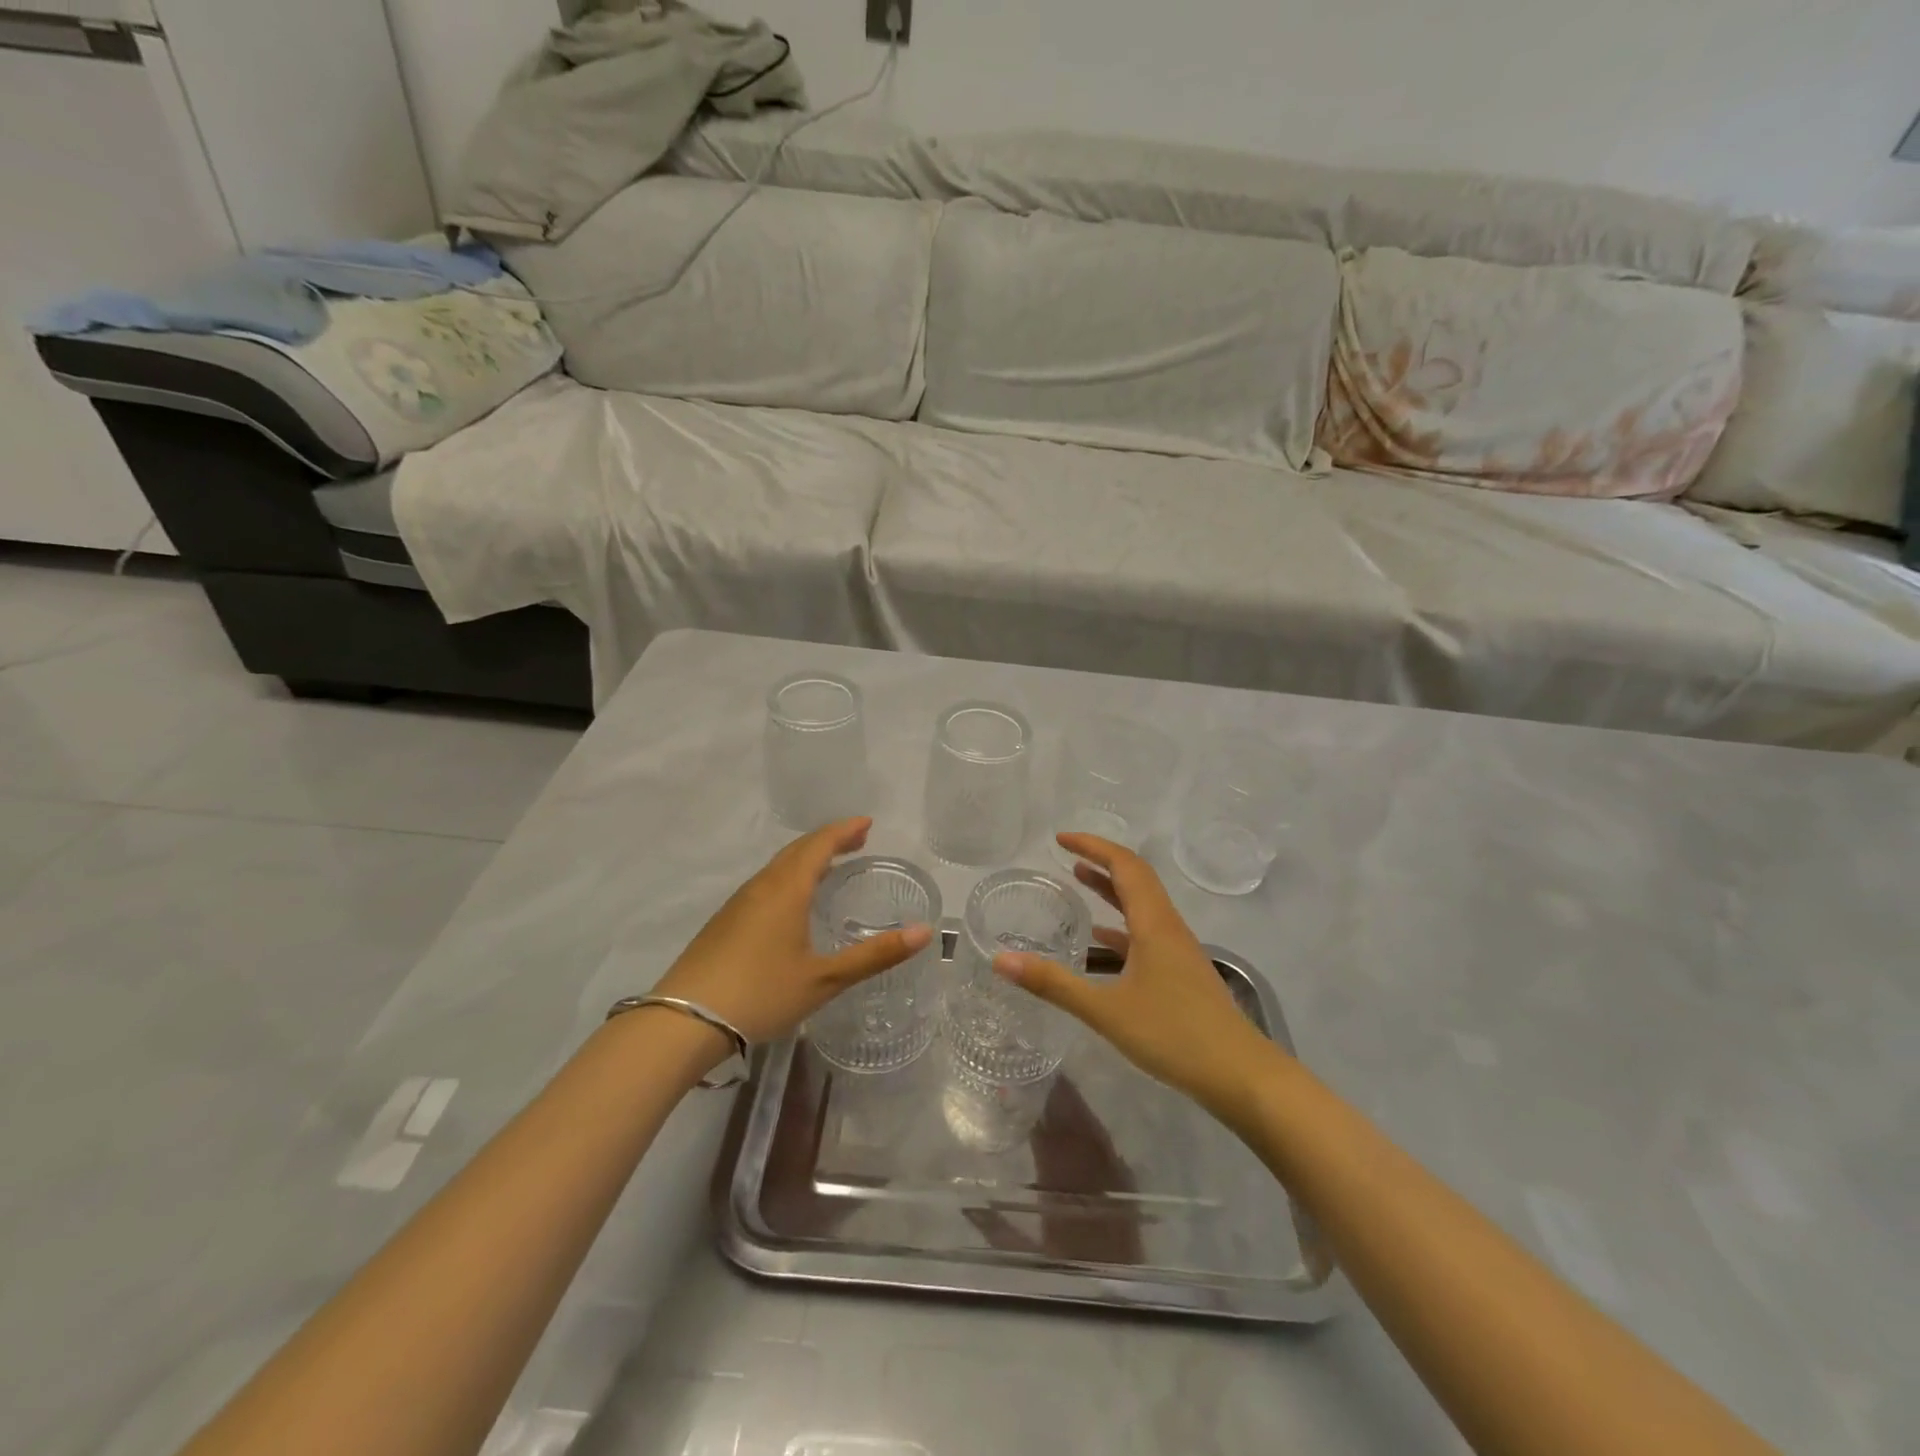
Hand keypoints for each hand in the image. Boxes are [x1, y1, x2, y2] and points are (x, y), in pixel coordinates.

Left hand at [651, 818, 932, 1047]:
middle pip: (797, 850)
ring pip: (778, 867)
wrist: (684, 1021)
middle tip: (856, 839)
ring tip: (830, 865)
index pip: (819, 845)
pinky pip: (765, 884)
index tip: (867, 823)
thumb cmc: (761, 993)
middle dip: (828, 840)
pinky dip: (789, 877)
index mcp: (787, 890)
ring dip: (807, 858)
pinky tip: (792, 901)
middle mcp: (762, 887)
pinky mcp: (724, 922)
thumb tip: (925, 932)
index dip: (844, 831)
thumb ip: (876, 955)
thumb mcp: (825, 978)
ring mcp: (738, 904)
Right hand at [992, 834, 1277, 1115]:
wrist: (1241, 1075)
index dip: (1093, 846)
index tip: (1060, 839)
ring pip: (1142, 904)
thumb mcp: (1106, 1011)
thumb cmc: (1174, 1035)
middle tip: (1065, 856)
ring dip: (1112, 889)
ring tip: (1079, 881)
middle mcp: (1168, 927)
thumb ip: (1054, 985)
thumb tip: (1001, 961)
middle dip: (1101, 861)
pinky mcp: (1181, 973)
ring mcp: (1178, 950)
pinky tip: (1102, 941)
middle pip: (1136, 879)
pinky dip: (1121, 924)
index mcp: (1154, 924)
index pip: (1124, 865)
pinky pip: (1146, 932)